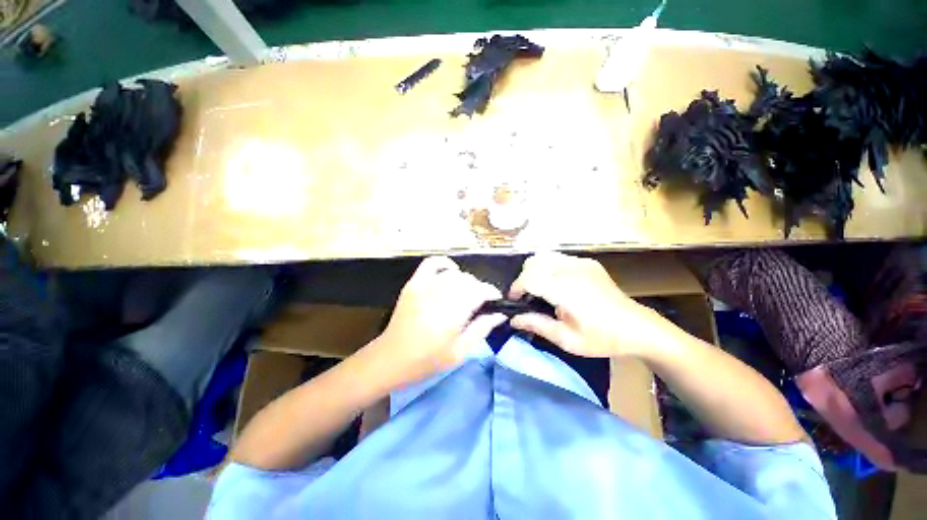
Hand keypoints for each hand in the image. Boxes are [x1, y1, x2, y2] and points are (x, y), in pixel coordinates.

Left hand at [374, 256, 504, 387]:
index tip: (496, 300)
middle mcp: (440, 293)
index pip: (480, 290)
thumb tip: (500, 314)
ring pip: (455, 273)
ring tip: (465, 293)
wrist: (391, 358)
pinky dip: (445, 263)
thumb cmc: (428, 360)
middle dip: (479, 289)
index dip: (492, 292)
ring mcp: (425, 285)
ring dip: (465, 280)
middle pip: (469, 280)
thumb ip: (482, 329)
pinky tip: (450, 272)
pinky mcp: (414, 283)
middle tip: (480, 303)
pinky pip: (432, 263)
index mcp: (453, 312)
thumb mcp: (460, 352)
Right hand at [509, 252, 665, 357]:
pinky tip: (556, 284)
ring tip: (539, 289)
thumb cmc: (601, 338)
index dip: (516, 288)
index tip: (513, 301)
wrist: (638, 328)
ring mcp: (581, 262)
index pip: (529, 278)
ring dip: (534, 270)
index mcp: (566, 289)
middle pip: (533, 262)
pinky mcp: (588, 262)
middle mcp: (572, 270)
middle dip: (523, 278)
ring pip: (544, 256)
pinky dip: (548, 267)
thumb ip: (536, 325)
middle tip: (527, 297)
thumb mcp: (566, 339)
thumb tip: (512, 319)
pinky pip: (558, 258)